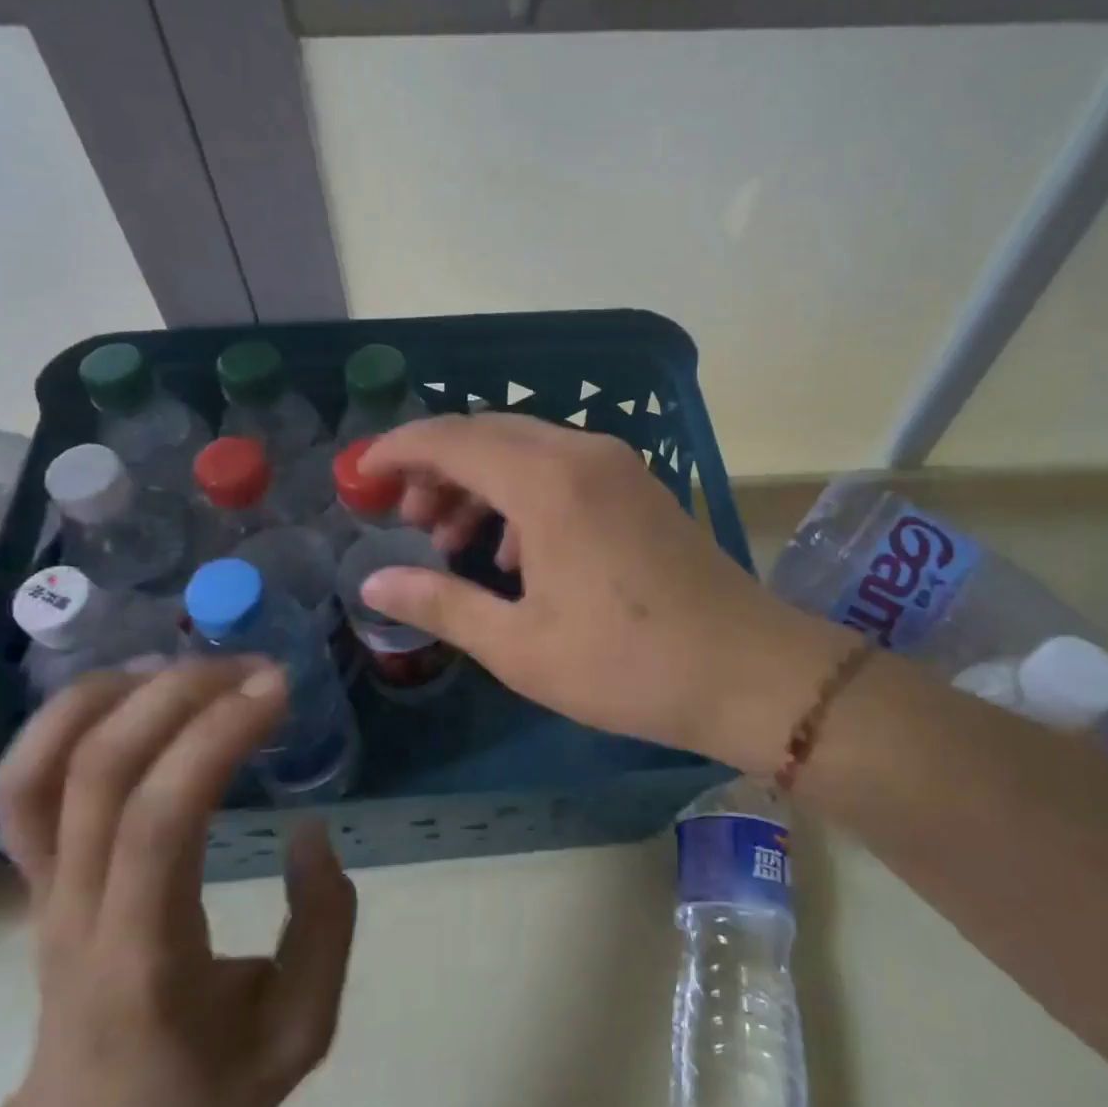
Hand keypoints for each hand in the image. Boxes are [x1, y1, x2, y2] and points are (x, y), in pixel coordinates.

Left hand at [0, 660, 356, 1106]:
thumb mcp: (298, 1034)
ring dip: (115, 694)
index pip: (159, 822)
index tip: (279, 691)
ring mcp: (40, 888)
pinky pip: (22, 783)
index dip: (217, 738)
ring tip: (194, 666)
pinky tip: (135, 691)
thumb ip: (325, 928)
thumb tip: (311, 830)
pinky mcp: (32, 874)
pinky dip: (67, 718)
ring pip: (41, 767)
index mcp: (141, 957)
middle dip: (181, 694)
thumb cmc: (195, 1094)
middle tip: (255, 668)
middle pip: (97, 771)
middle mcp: (74, 911)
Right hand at [359, 415, 844, 771]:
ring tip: (451, 544)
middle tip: (406, 522)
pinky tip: (514, 556)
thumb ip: (440, 605)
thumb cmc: (626, 665)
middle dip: (436, 470)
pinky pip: (562, 470)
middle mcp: (582, 455)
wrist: (747, 670)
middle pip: (487, 436)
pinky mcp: (638, 488)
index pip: (450, 439)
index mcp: (547, 483)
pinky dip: (521, 497)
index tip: (360, 477)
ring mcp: (617, 467)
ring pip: (525, 451)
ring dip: (479, 485)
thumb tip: (373, 586)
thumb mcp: (520, 645)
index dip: (396, 451)